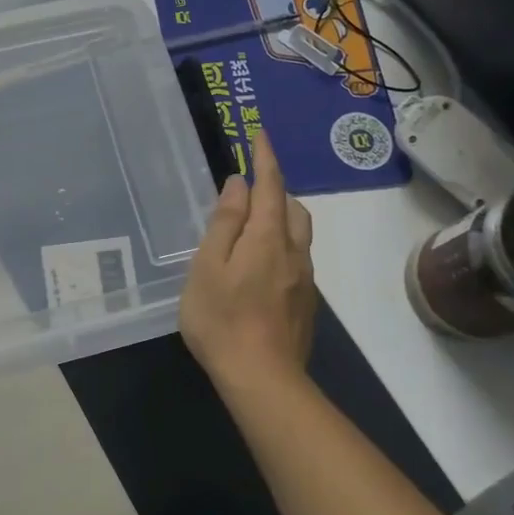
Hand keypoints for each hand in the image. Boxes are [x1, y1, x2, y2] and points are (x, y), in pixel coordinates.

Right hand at [179, 130, 317, 391]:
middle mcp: (294, 252)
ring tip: (251, 229)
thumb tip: (238, 185)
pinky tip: (257, 269)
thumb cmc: (222, 318)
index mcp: (268, 237)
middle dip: (275, 190)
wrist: (262, 380)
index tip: (260, 134)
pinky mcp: (306, 304)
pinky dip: (281, 247)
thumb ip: (224, 223)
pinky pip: (296, 259)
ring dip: (280, 219)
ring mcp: (304, 280)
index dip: (265, 158)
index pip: (270, 186)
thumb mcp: (208, 266)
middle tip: (249, 192)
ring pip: (298, 235)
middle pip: (293, 208)